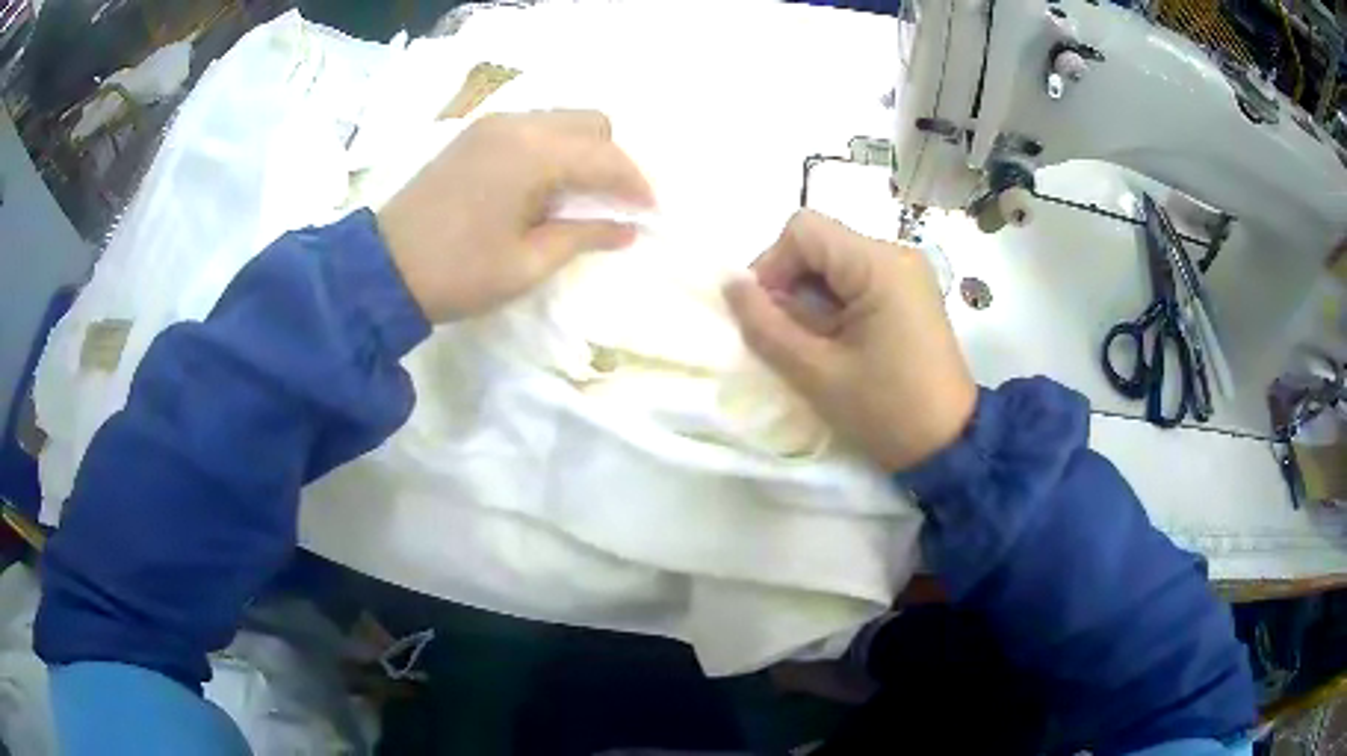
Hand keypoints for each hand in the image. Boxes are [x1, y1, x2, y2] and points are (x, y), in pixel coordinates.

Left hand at [377, 110, 654, 321]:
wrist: (382, 269)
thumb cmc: (459, 273)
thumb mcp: (528, 263)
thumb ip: (584, 236)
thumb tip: (627, 228)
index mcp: (535, 154)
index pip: (607, 157)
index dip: (637, 184)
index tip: (651, 214)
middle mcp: (518, 124)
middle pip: (591, 123)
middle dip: (613, 159)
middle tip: (614, 202)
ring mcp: (492, 125)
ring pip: (562, 121)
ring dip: (582, 151)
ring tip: (580, 196)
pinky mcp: (474, 135)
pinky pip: (533, 127)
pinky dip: (552, 148)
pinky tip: (544, 184)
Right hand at [723, 210, 976, 470]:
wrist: (949, 446)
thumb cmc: (886, 411)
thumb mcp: (817, 373)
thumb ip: (766, 325)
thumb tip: (730, 285)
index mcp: (879, 265)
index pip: (804, 231)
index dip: (772, 266)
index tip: (767, 315)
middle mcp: (896, 254)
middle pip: (820, 243)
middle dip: (790, 284)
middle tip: (788, 337)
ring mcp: (907, 272)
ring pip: (834, 261)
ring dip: (811, 296)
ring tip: (815, 344)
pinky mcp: (910, 292)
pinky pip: (856, 279)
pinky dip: (833, 303)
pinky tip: (838, 341)